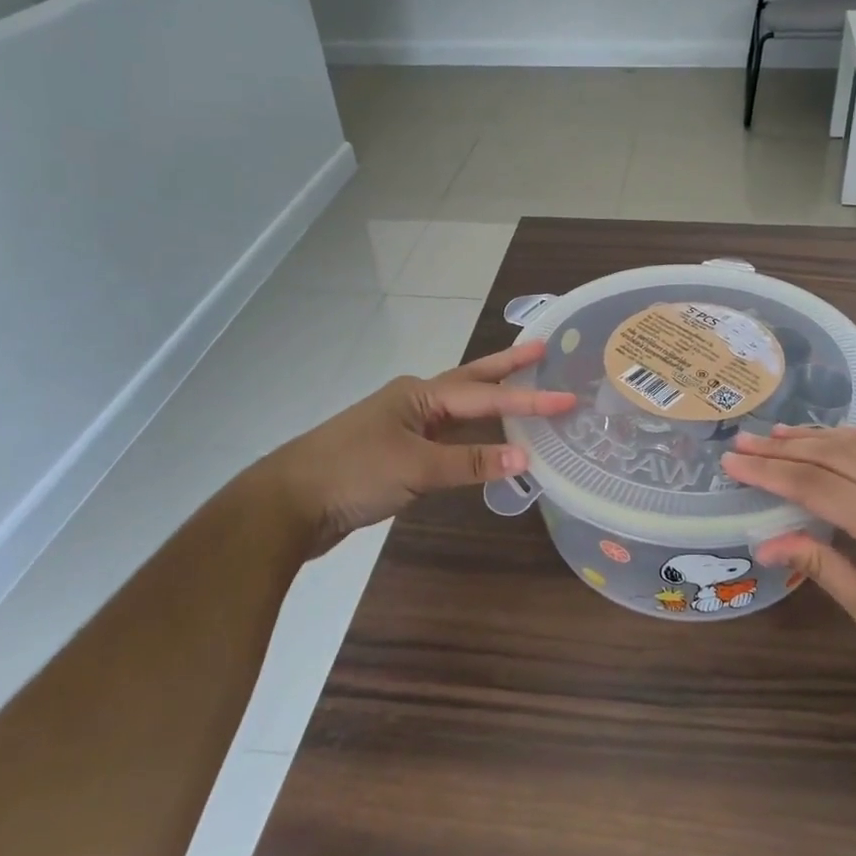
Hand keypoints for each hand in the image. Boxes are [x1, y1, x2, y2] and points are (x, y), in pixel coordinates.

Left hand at [270, 342, 574, 555]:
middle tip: (541, 351)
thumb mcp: (416, 467)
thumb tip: (526, 458)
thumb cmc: (354, 473)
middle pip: (471, 382)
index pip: (485, 396)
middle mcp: (415, 402)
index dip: (528, 400)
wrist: (289, 504)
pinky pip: (447, 437)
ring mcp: (405, 426)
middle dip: (507, 368)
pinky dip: (473, 437)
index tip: (566, 399)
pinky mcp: (397, 453)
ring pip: (459, 410)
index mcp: (420, 394)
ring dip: (491, 402)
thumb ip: (471, 462)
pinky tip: (486, 441)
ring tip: (523, 389)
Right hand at [721, 427, 855, 719]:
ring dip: (819, 435)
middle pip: (836, 456)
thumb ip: (819, 565)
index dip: (770, 473)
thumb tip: (765, 543)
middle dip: (785, 448)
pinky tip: (840, 436)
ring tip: (779, 432)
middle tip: (744, 440)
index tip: (732, 461)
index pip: (817, 486)